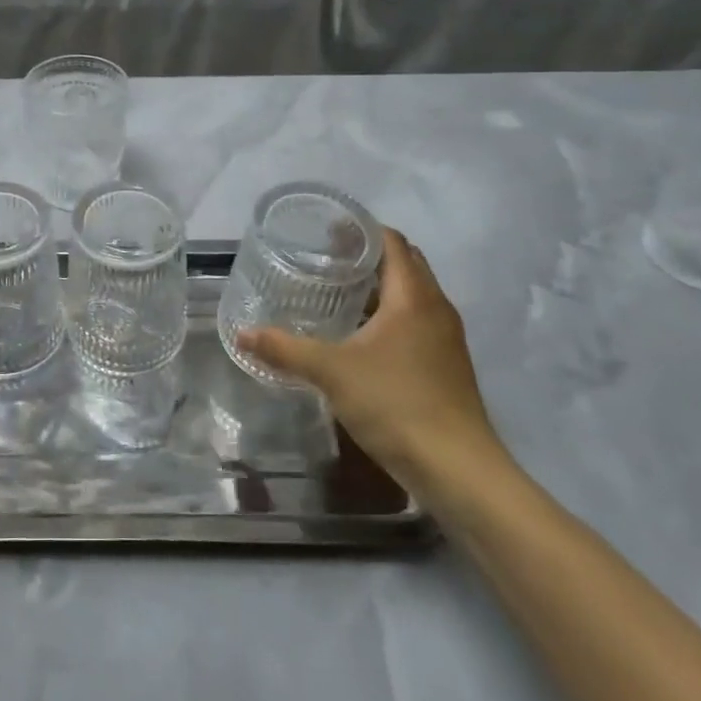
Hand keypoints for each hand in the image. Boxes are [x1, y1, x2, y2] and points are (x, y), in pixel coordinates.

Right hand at [237, 229, 504, 501]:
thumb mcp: (331, 372)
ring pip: (412, 294)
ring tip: (338, 292)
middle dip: (368, 255)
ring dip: (380, 286)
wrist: (458, 470)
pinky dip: (389, 314)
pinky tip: (360, 336)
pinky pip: (416, 321)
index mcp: (413, 297)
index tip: (326, 230)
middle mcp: (436, 308)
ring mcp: (446, 338)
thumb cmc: (396, 404)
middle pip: (405, 264)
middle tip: (326, 257)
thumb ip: (285, 349)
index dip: (361, 230)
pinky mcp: (446, 364)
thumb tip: (242, 333)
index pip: (392, 242)